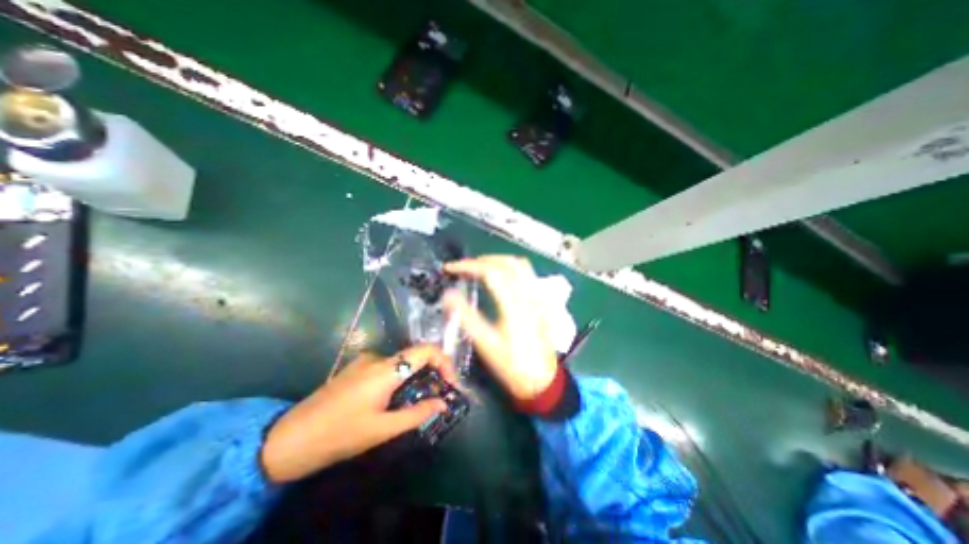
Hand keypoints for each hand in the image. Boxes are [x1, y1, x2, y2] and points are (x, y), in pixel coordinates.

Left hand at [257, 347, 453, 481]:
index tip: (451, 383)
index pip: (426, 350)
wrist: (289, 439)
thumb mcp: (383, 430)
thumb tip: (443, 403)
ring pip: (402, 362)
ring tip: (419, 400)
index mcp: (386, 369)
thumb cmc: (340, 434)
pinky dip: (400, 378)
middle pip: (416, 355)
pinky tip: (395, 398)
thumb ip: (417, 413)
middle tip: (439, 394)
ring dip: (416, 377)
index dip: (445, 362)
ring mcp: (365, 361)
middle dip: (432, 372)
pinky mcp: (357, 368)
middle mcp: (378, 358)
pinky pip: (388, 367)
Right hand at [442, 256, 556, 401]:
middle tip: (463, 268)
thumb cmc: (512, 365)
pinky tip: (501, 275)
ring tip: (479, 267)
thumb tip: (448, 295)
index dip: (468, 265)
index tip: (450, 268)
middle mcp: (528, 294)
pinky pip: (527, 272)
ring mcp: (537, 296)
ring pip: (519, 264)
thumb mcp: (486, 344)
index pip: (490, 272)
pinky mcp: (540, 300)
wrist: (542, 380)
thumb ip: (467, 317)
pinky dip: (510, 266)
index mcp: (514, 305)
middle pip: (506, 262)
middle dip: (481, 260)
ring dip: (497, 260)